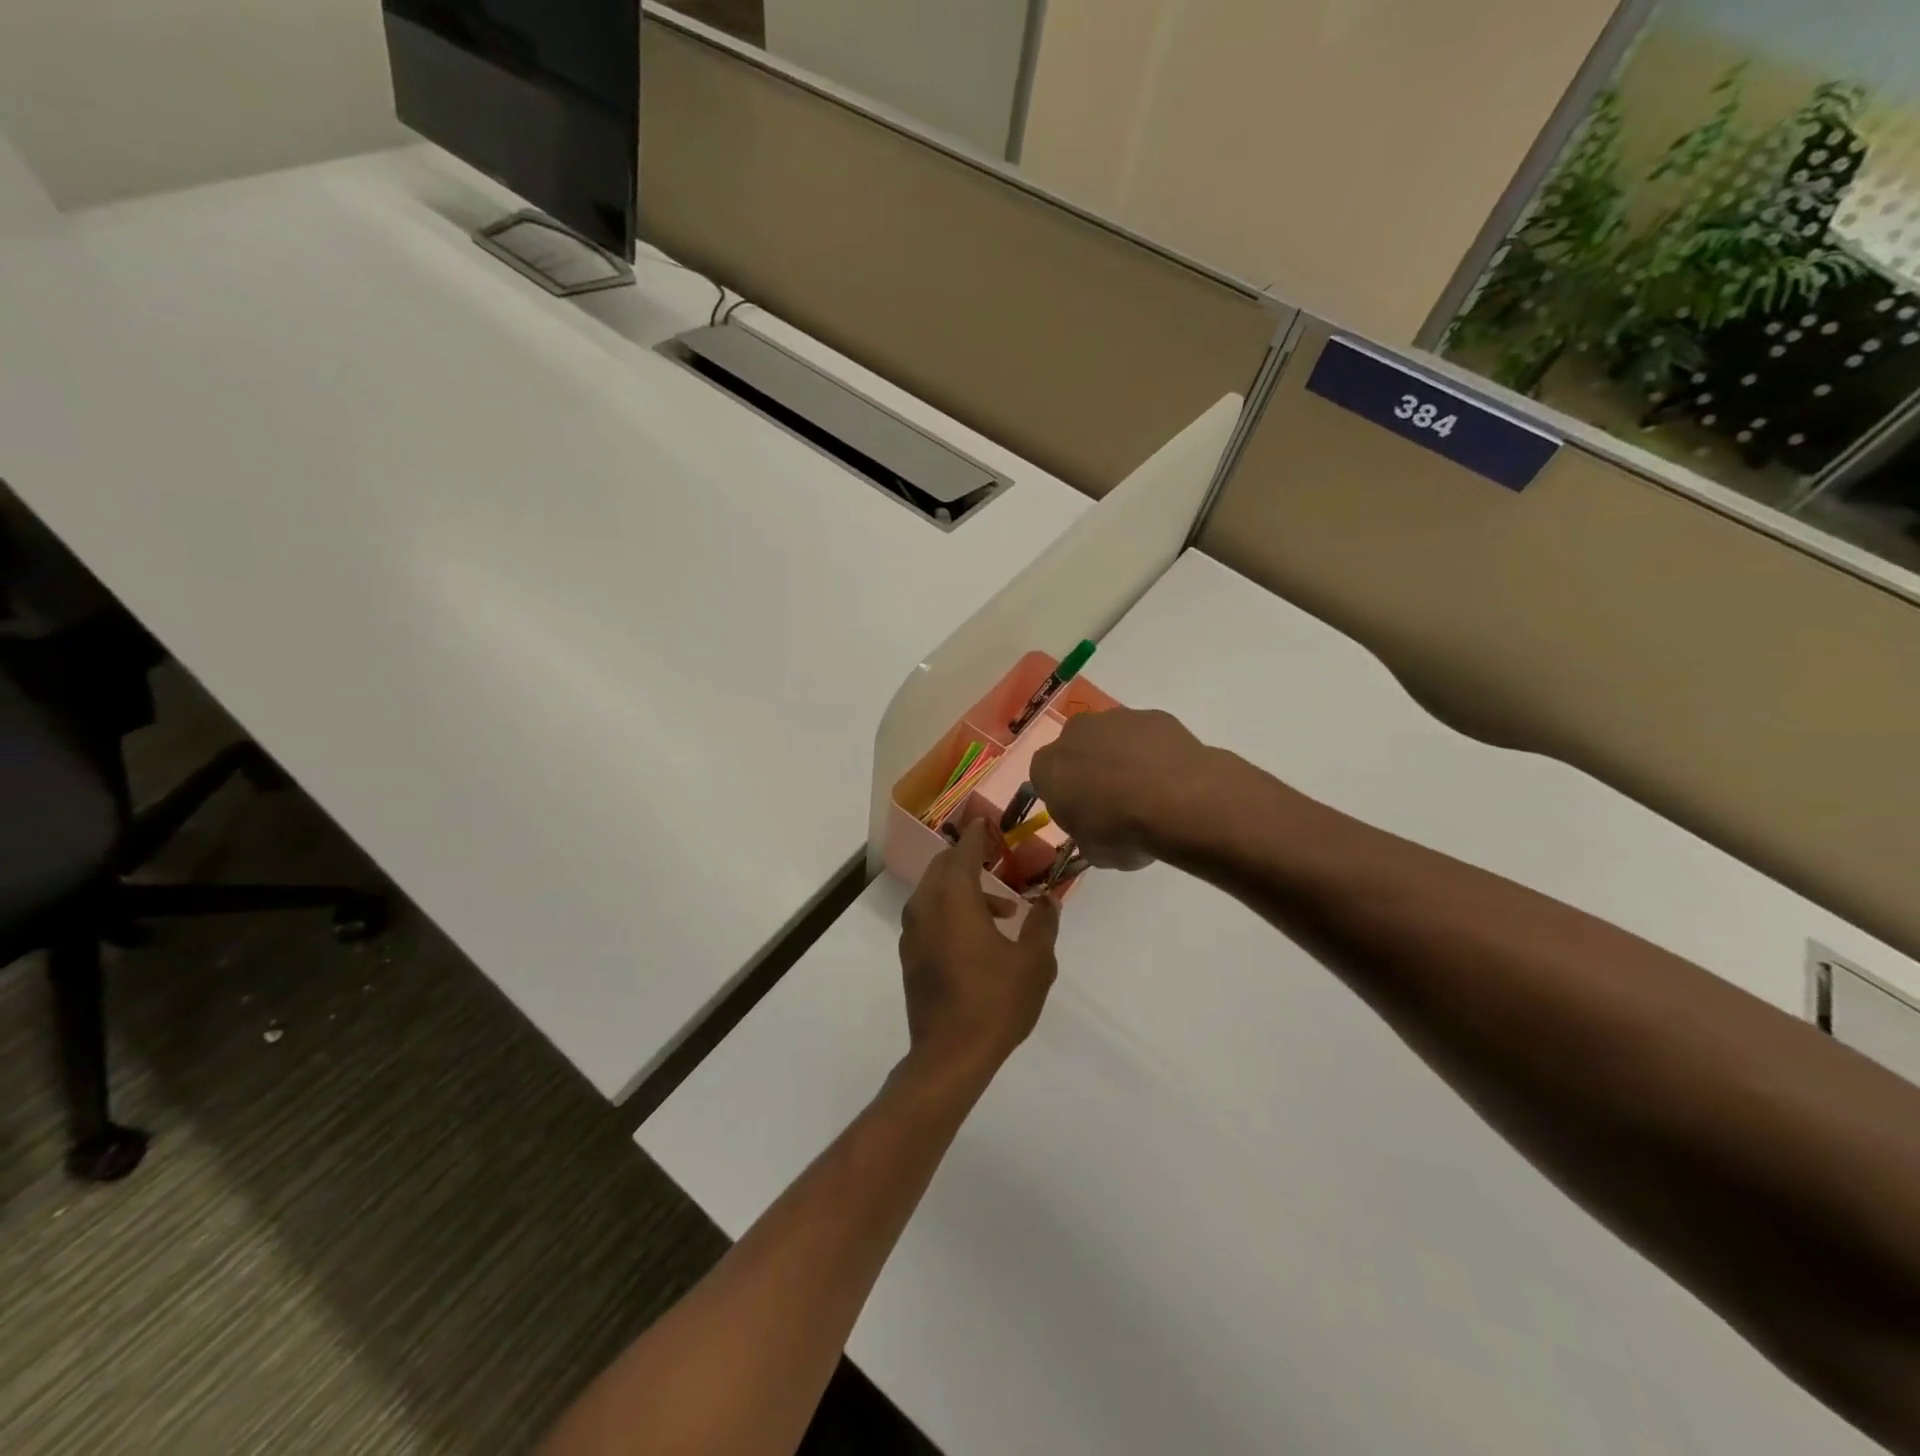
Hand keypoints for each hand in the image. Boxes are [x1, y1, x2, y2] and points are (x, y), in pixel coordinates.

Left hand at [899, 820, 1060, 1082]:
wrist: (949, 1054)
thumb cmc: (995, 1002)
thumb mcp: (1034, 963)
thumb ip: (1042, 925)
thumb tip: (1048, 901)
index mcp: (954, 899)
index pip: (964, 852)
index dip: (977, 835)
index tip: (988, 822)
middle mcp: (926, 907)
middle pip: (943, 867)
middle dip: (969, 860)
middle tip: (999, 863)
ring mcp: (913, 932)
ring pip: (934, 892)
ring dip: (963, 889)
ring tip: (1002, 913)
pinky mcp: (910, 956)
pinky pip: (928, 915)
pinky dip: (950, 910)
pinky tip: (978, 937)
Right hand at [1029, 707, 1217, 869]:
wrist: (1180, 802)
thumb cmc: (1124, 831)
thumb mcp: (1094, 851)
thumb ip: (1085, 834)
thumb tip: (1096, 832)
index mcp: (1049, 767)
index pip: (1044, 777)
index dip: (1062, 795)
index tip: (1080, 813)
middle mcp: (1075, 733)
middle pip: (1075, 748)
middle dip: (1088, 767)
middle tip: (1112, 797)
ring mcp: (1115, 718)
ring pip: (1111, 736)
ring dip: (1121, 755)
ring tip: (1147, 787)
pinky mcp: (1153, 715)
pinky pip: (1146, 734)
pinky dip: (1153, 750)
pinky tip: (1170, 774)